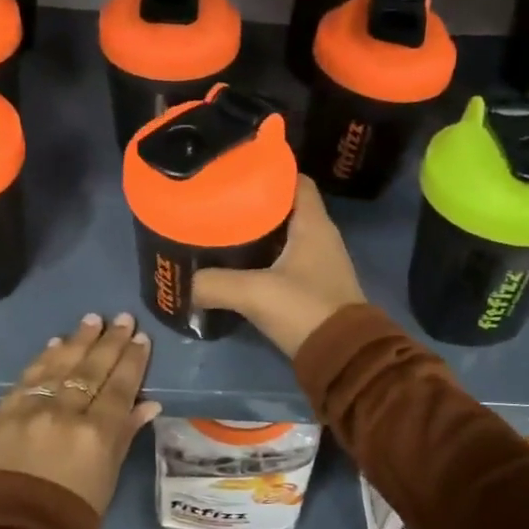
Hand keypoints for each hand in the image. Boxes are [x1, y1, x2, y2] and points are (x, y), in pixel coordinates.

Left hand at [0, 313, 160, 514]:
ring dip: (78, 341)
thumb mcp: (107, 478)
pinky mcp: (2, 414)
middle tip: (122, 318)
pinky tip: (55, 343)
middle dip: (110, 342)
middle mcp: (64, 414)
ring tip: (92, 320)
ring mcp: (30, 411)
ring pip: (58, 366)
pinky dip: (43, 359)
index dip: (132, 361)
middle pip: (91, 369)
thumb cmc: (72, 517)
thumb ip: (124, 435)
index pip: (119, 387)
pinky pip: (27, 378)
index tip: (141, 338)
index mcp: (96, 435)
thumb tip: (147, 404)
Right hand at [192, 177, 366, 358]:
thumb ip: (215, 284)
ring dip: (259, 231)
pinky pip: (286, 259)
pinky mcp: (314, 286)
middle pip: (286, 206)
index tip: (238, 170)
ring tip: (222, 228)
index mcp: (314, 224)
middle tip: (220, 200)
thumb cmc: (304, 309)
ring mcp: (319, 262)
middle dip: (255, 201)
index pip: (296, 180)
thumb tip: (186, 285)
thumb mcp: (254, 293)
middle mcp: (321, 236)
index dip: (270, 171)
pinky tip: (239, 263)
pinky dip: (265, 257)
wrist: (342, 357)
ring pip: (285, 234)